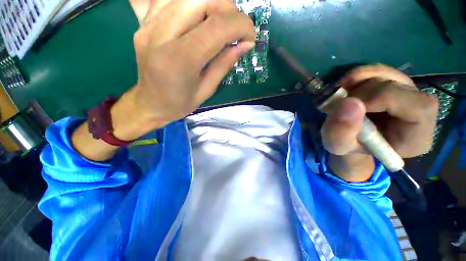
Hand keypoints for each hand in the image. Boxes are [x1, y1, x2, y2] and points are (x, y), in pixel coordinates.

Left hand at [129, 0, 255, 130]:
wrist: (150, 104)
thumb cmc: (180, 103)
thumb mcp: (207, 90)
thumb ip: (225, 63)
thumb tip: (245, 44)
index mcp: (180, 60)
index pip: (217, 27)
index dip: (241, 25)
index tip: (251, 37)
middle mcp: (161, 34)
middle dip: (228, 9)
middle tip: (234, 29)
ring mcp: (148, 24)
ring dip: (211, 3)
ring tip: (219, 23)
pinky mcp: (143, 22)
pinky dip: (189, 3)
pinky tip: (197, 18)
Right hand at [321, 64, 437, 181]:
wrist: (351, 138)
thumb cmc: (348, 146)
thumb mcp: (338, 146)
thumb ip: (340, 132)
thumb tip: (349, 102)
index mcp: (416, 136)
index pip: (417, 106)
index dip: (381, 99)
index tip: (348, 106)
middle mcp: (419, 110)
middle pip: (397, 86)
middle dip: (360, 93)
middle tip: (337, 105)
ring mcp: (407, 92)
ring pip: (385, 74)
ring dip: (355, 84)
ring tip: (339, 100)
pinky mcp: (393, 83)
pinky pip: (377, 70)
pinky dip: (355, 77)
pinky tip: (344, 90)